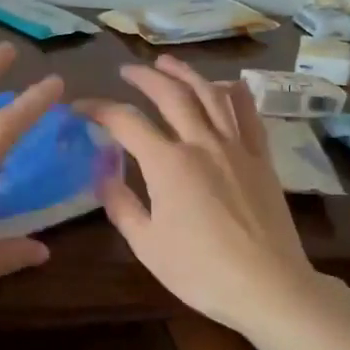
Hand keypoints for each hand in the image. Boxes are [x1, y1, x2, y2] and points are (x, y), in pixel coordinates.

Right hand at [76, 56, 322, 335]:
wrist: (268, 286)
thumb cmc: (201, 271)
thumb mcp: (147, 245)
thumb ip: (121, 205)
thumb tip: (104, 173)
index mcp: (168, 164)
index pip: (126, 122)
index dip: (99, 109)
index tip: (81, 107)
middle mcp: (202, 143)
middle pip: (171, 95)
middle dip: (145, 77)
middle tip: (127, 71)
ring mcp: (237, 148)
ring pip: (211, 95)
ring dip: (187, 74)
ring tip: (168, 64)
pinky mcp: (262, 159)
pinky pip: (248, 115)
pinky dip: (234, 94)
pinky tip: (226, 85)